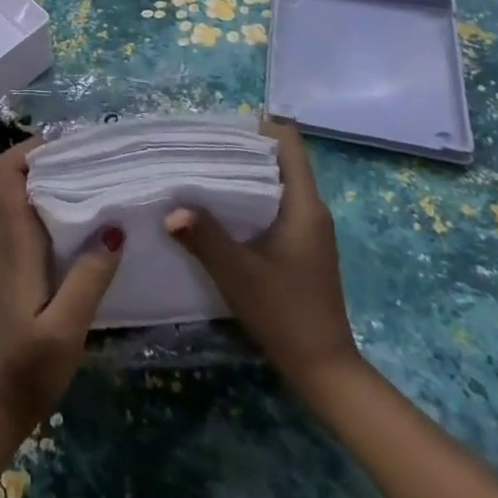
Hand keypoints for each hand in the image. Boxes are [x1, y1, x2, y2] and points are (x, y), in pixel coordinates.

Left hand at [0, 138, 122, 438]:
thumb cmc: (24, 367)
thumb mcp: (65, 327)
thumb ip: (88, 277)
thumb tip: (114, 226)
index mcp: (12, 239)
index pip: (5, 171)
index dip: (31, 148)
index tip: (70, 144)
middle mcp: (2, 237)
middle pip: (16, 180)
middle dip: (51, 162)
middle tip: (96, 161)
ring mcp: (3, 255)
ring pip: (22, 200)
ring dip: (52, 187)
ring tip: (96, 186)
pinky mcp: (9, 272)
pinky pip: (26, 224)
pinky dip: (50, 213)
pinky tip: (83, 230)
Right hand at [164, 117, 360, 395]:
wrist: (326, 371)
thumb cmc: (286, 313)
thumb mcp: (239, 273)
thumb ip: (204, 237)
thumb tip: (171, 209)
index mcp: (304, 204)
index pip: (288, 141)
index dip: (257, 125)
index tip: (219, 127)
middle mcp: (311, 209)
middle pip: (278, 159)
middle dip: (240, 148)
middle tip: (198, 147)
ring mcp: (309, 229)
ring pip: (275, 183)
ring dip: (242, 175)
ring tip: (200, 172)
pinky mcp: (301, 247)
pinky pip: (274, 205)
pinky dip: (248, 199)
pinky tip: (218, 210)